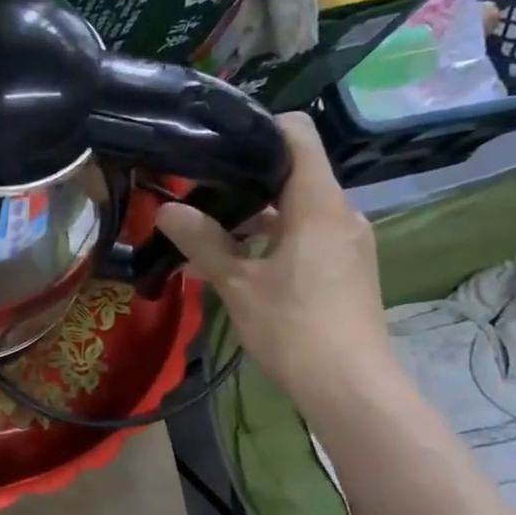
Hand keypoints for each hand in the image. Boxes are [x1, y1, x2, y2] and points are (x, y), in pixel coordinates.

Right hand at [153, 113, 395, 410]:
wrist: (349, 385)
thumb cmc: (293, 327)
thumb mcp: (239, 284)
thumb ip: (203, 242)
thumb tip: (166, 211)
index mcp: (319, 204)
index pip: (297, 135)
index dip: (259, 129)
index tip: (218, 145)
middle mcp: (341, 213)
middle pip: (293, 175)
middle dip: (246, 183)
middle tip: (199, 196)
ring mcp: (348, 242)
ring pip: (297, 211)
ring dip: (256, 220)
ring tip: (209, 237)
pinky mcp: (346, 268)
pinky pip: (307, 238)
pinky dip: (273, 242)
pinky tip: (238, 267)